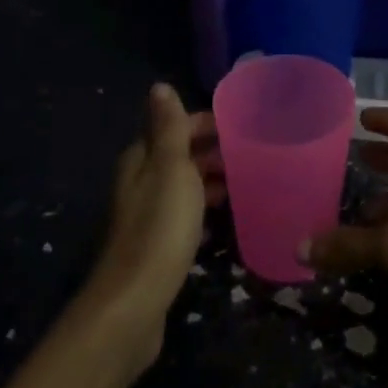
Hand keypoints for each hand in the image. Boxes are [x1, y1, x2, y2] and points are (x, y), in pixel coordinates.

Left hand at [82, 84, 224, 375]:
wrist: (136, 302)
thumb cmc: (160, 227)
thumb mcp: (171, 168)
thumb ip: (169, 128)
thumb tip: (159, 85)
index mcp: (141, 159)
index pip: (176, 127)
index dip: (207, 123)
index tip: (244, 125)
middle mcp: (139, 182)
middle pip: (179, 154)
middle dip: (211, 149)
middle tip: (252, 152)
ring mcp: (147, 214)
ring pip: (182, 183)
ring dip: (209, 177)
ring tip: (246, 178)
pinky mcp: (157, 243)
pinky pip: (184, 212)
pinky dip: (204, 205)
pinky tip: (225, 213)